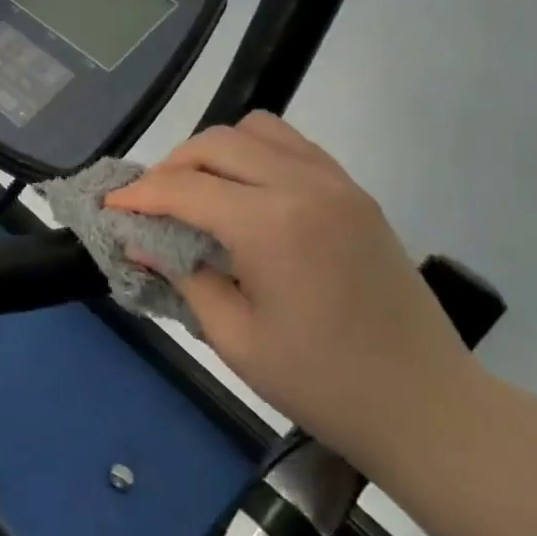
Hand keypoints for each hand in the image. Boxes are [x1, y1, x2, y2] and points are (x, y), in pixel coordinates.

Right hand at [108, 112, 477, 470]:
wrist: (425, 405)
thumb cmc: (322, 383)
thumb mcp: (234, 338)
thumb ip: (182, 275)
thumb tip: (138, 240)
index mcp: (270, 224)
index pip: (185, 188)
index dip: (140, 195)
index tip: (111, 208)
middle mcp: (303, 185)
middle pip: (217, 144)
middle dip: (172, 165)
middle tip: (151, 203)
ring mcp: (336, 183)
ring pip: (257, 130)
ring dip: (216, 151)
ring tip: (199, 190)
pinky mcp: (355, 192)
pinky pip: (293, 146)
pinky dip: (257, 154)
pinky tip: (246, 193)